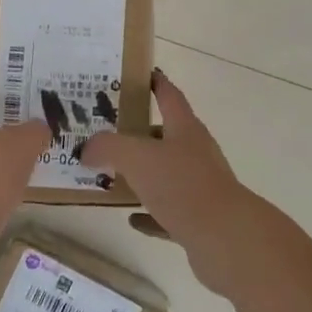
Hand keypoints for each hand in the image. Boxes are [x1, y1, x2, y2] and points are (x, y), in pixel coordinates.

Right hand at [80, 70, 272, 297]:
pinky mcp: (199, 220)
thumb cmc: (182, 185)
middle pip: (167, 136)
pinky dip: (150, 214)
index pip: (169, 96)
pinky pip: (168, 212)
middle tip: (107, 133)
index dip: (156, 83)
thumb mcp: (136, 157)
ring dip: (143, 175)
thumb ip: (107, 147)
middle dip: (140, 133)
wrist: (225, 238)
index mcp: (185, 129)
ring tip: (112, 175)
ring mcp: (200, 187)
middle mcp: (196, 153)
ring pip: (166, 175)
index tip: (142, 74)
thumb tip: (86, 149)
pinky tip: (131, 218)